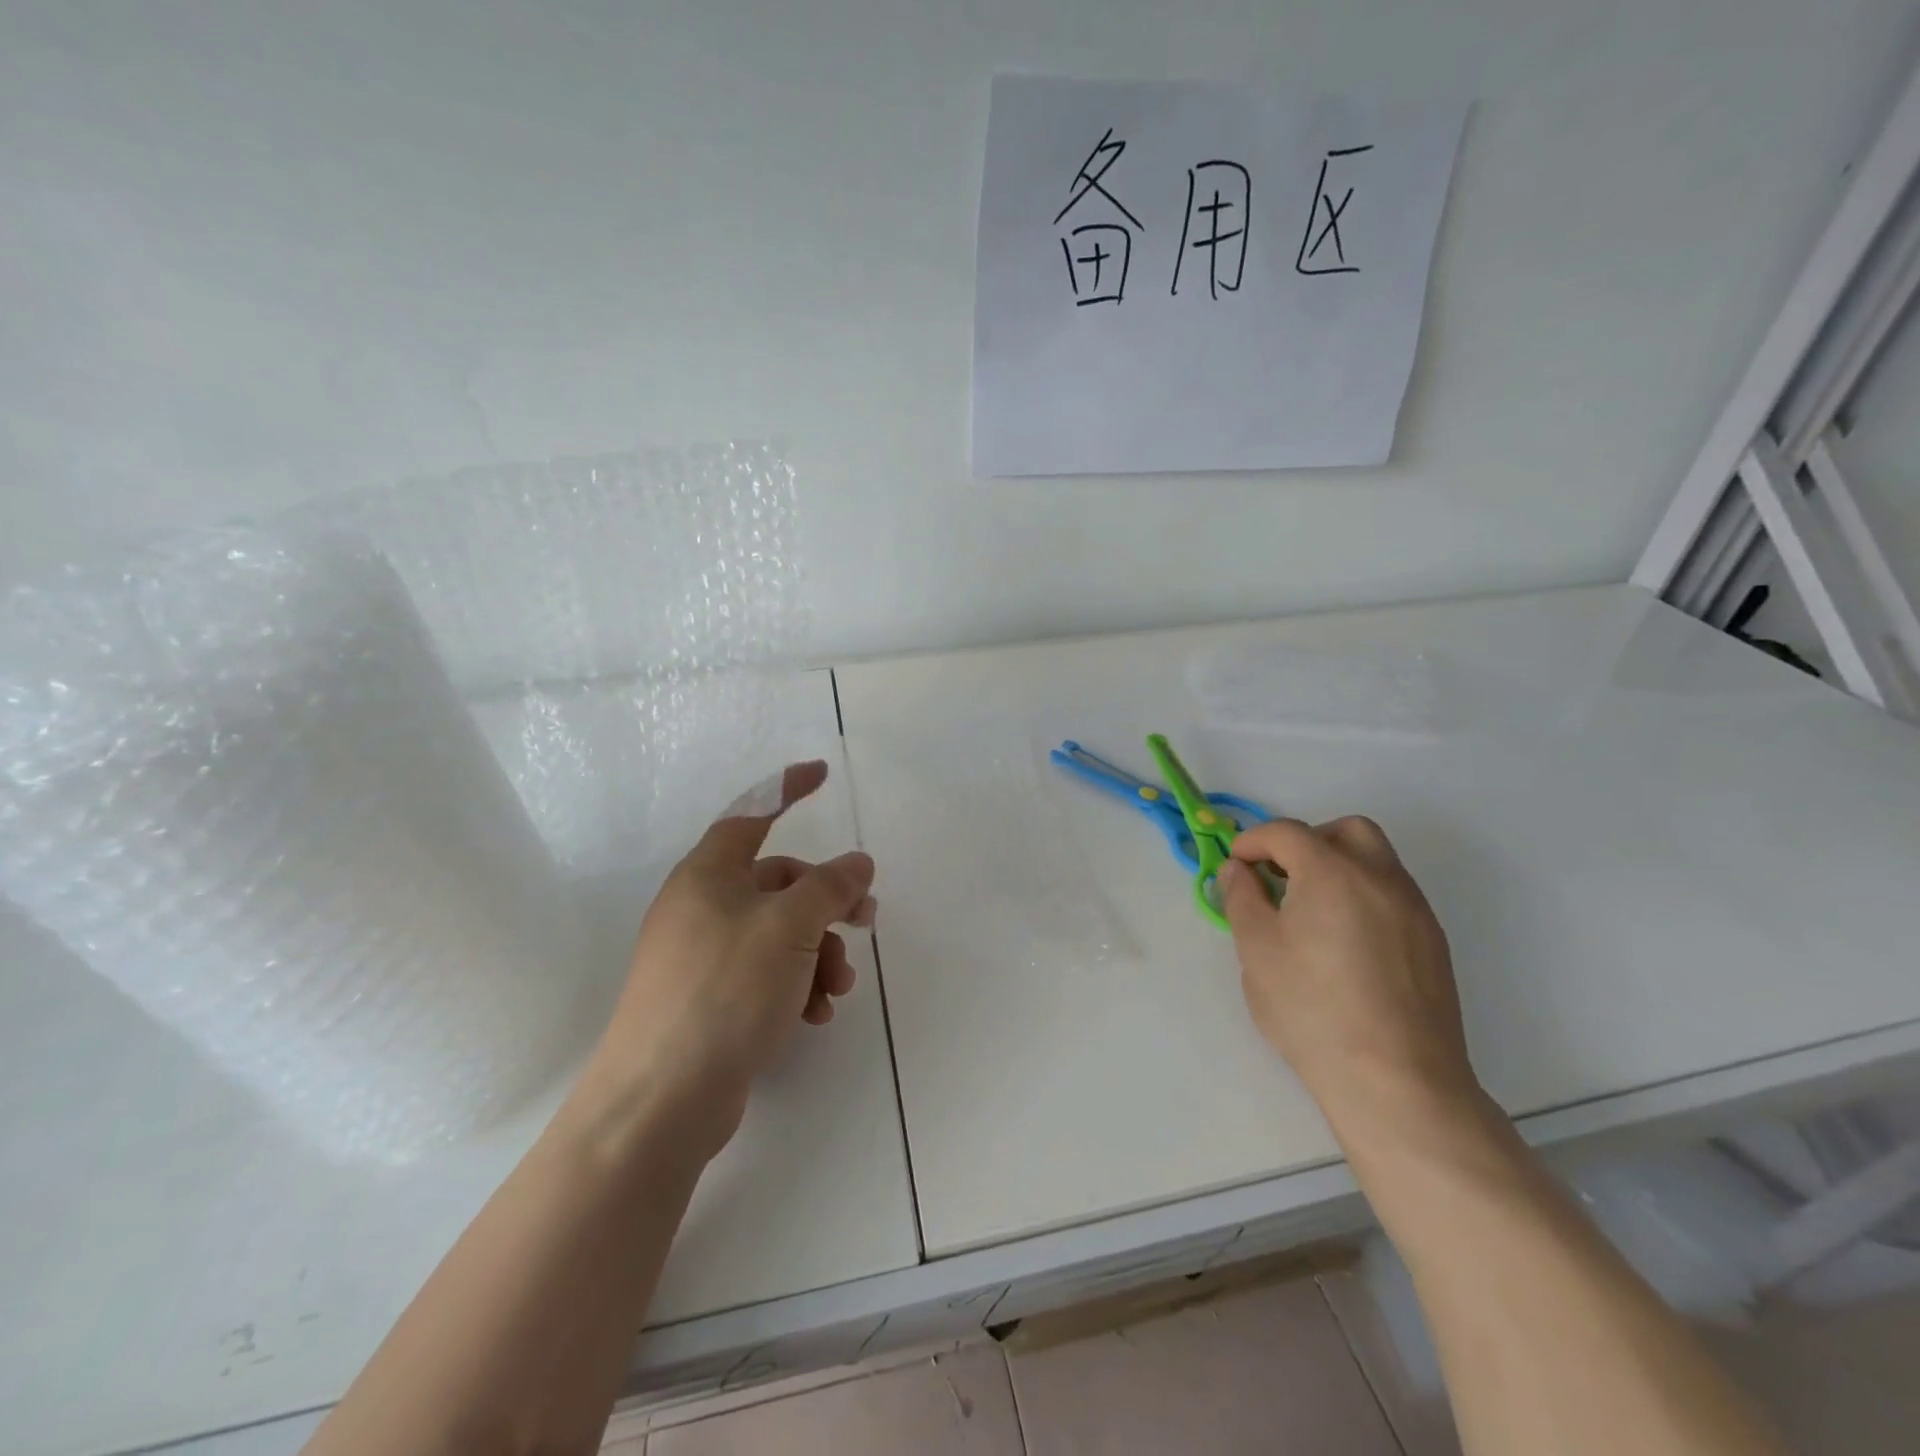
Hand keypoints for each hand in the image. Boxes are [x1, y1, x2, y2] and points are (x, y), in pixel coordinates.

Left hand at [579, 760, 876, 1160]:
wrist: (660, 1101)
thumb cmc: (725, 991)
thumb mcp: (789, 927)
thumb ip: (829, 887)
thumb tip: (858, 863)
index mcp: (708, 875)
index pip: (752, 814)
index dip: (788, 790)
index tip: (822, 775)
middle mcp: (702, 909)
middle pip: (779, 884)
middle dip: (827, 903)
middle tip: (867, 921)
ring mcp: (704, 957)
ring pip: (780, 935)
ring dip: (819, 953)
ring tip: (838, 987)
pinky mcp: (711, 1002)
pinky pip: (767, 975)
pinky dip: (797, 985)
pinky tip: (815, 1014)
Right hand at [1217, 816, 1481, 1141]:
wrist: (1396, 1080)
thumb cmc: (1312, 1009)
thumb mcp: (1256, 950)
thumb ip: (1242, 898)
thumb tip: (1238, 870)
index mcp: (1332, 872)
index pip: (1287, 832)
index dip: (1254, 840)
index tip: (1236, 865)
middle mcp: (1381, 877)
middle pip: (1346, 830)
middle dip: (1307, 841)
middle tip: (1281, 875)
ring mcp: (1414, 909)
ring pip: (1377, 860)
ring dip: (1339, 866)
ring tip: (1310, 910)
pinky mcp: (1433, 942)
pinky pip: (1393, 894)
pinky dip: (1363, 895)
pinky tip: (1344, 941)